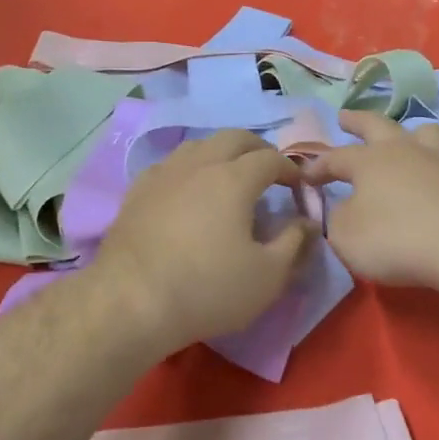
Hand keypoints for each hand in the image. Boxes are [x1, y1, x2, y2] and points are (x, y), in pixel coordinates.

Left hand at [89, 129, 318, 356]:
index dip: (290, 169)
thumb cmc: (208, 288)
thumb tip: (307, 222)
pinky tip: (187, 190)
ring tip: (229, 176)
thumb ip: (295, 243)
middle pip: (232, 138)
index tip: (299, 187)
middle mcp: (197, 165)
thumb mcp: (268, 276)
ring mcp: (162, 175)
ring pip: (197, 146)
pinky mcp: (135, 192)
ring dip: (220, 153)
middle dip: (257, 149)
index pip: (270, 158)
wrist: (131, 301)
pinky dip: (188, 169)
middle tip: (268, 171)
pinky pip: (169, 166)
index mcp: (233, 178)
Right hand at [302, 111, 438, 289]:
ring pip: (422, 133)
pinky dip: (431, 163)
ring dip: (407, 132)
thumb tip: (340, 209)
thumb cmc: (394, 237)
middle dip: (357, 121)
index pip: (334, 158)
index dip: (316, 166)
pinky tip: (430, 174)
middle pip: (377, 126)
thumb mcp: (346, 236)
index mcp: (368, 161)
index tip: (303, 176)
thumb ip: (336, 219)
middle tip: (344, 116)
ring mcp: (438, 163)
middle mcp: (402, 152)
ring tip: (403, 136)